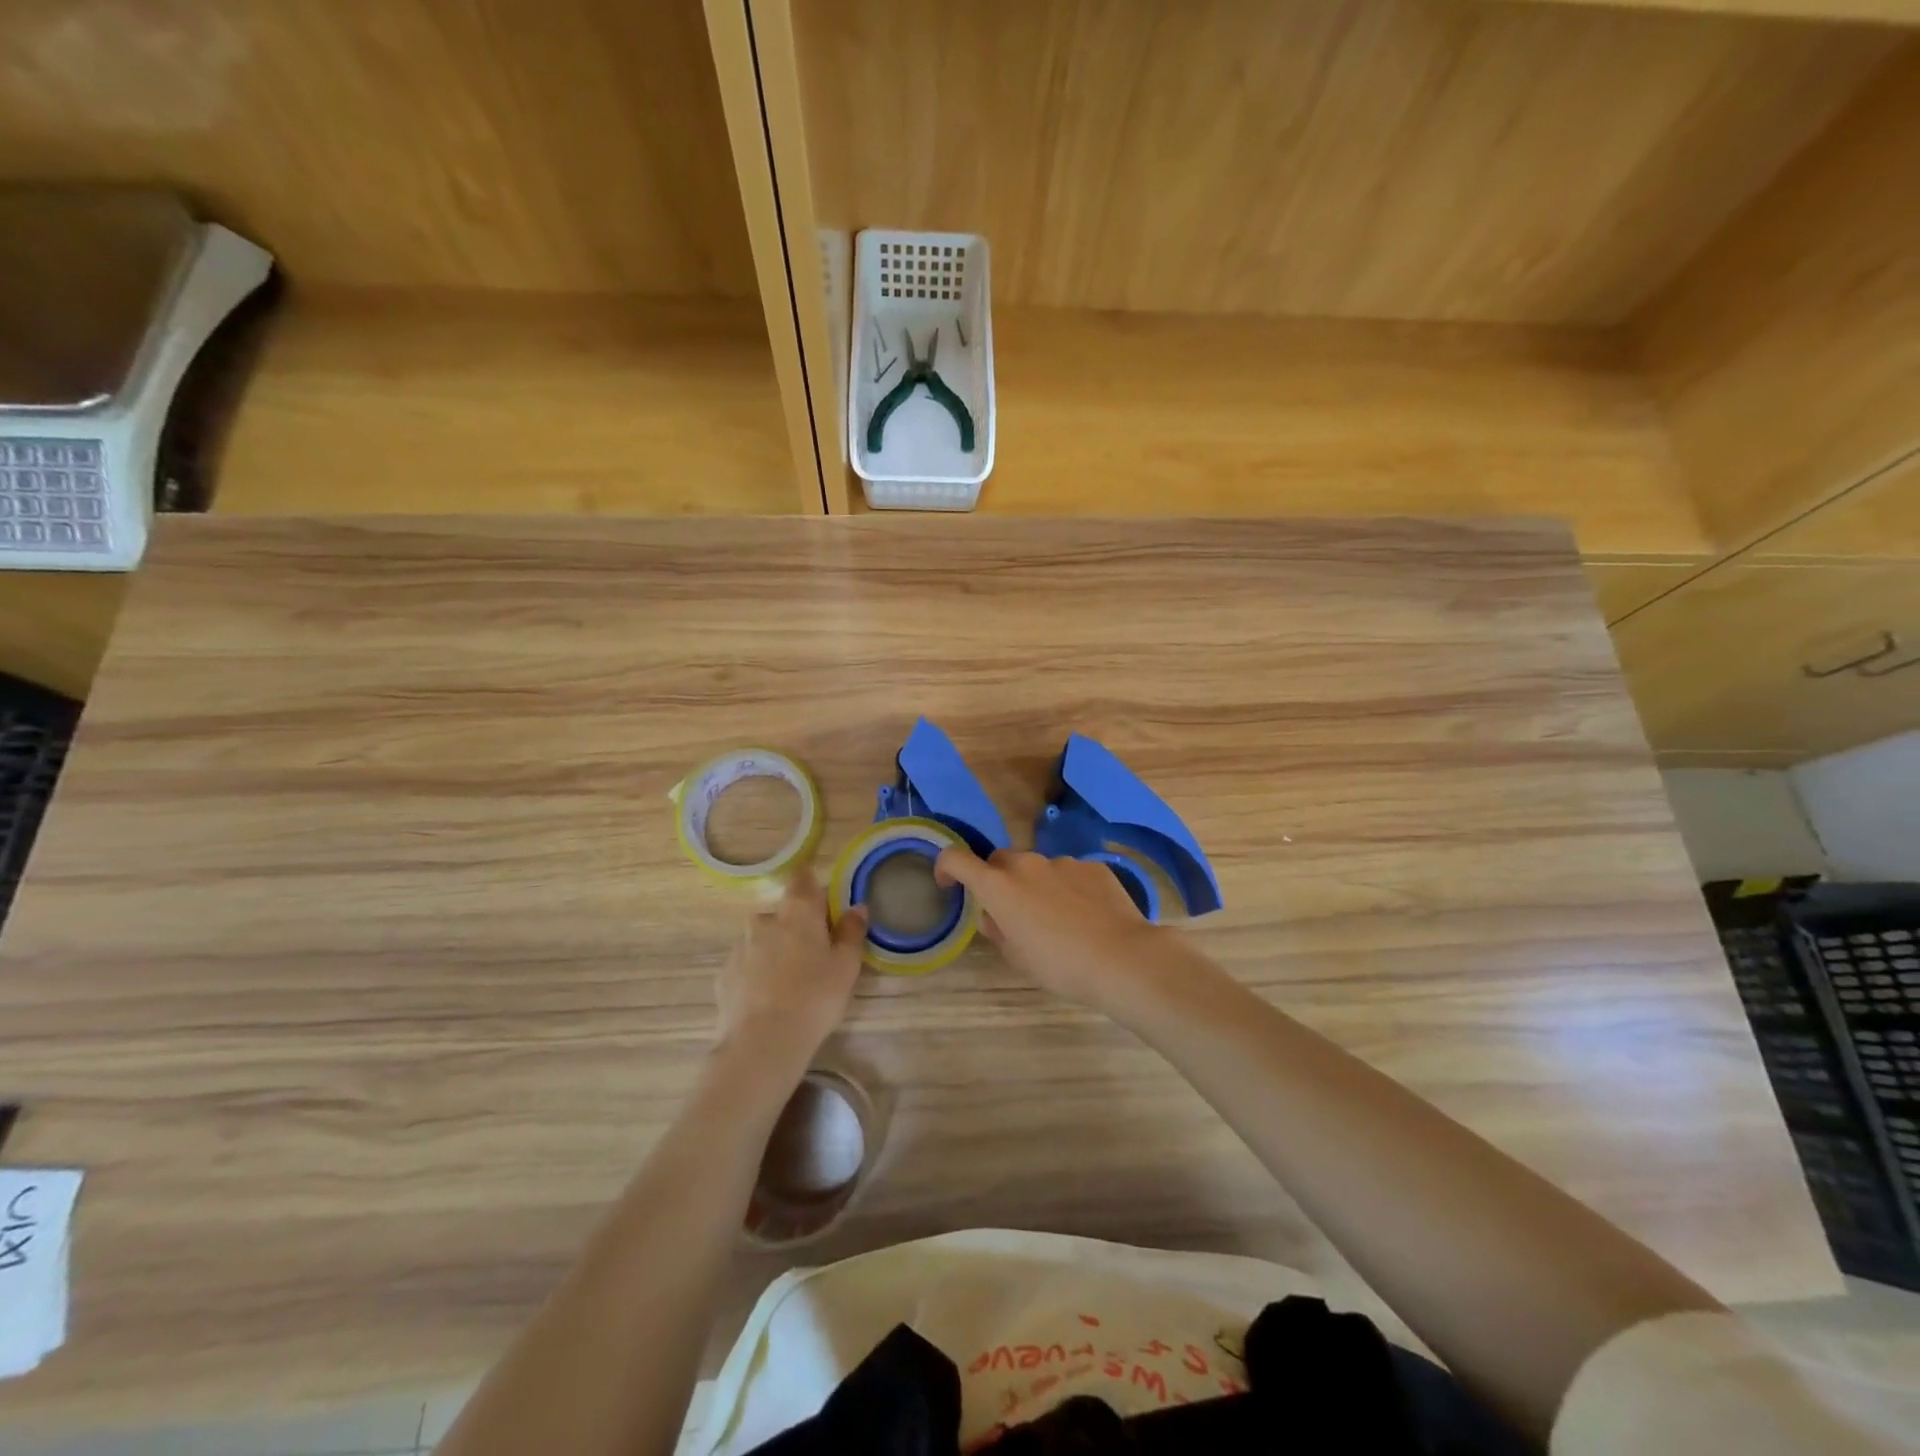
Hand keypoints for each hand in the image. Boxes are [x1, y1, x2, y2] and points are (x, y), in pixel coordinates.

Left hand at [714, 871, 867, 1078]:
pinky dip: (756, 974)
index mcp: (797, 912)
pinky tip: (768, 1000)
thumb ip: (852, 932)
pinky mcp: (723, 975)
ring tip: (790, 984)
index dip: (812, 885)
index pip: (802, 878)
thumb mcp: (846, 966)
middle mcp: (764, 920)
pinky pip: (746, 965)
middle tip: (814, 957)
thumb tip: (856, 907)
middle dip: (796, 927)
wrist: (762, 1043)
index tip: (823, 904)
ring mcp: (739, 947)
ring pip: (762, 939)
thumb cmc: (814, 997)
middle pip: (783, 913)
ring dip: (775, 951)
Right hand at [934, 848, 1190, 1013]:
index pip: (956, 859)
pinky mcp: (1093, 866)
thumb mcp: (1017, 957)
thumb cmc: (1060, 965)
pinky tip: (1086, 916)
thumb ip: (997, 930)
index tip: (948, 883)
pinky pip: (1070, 873)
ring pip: (1037, 868)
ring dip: (1036, 886)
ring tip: (1057, 920)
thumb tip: (994, 915)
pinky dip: (1068, 889)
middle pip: (1000, 861)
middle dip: (997, 880)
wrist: (1122, 959)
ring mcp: (1063, 862)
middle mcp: (1027, 865)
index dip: (945, 867)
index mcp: (999, 886)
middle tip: (1010, 911)